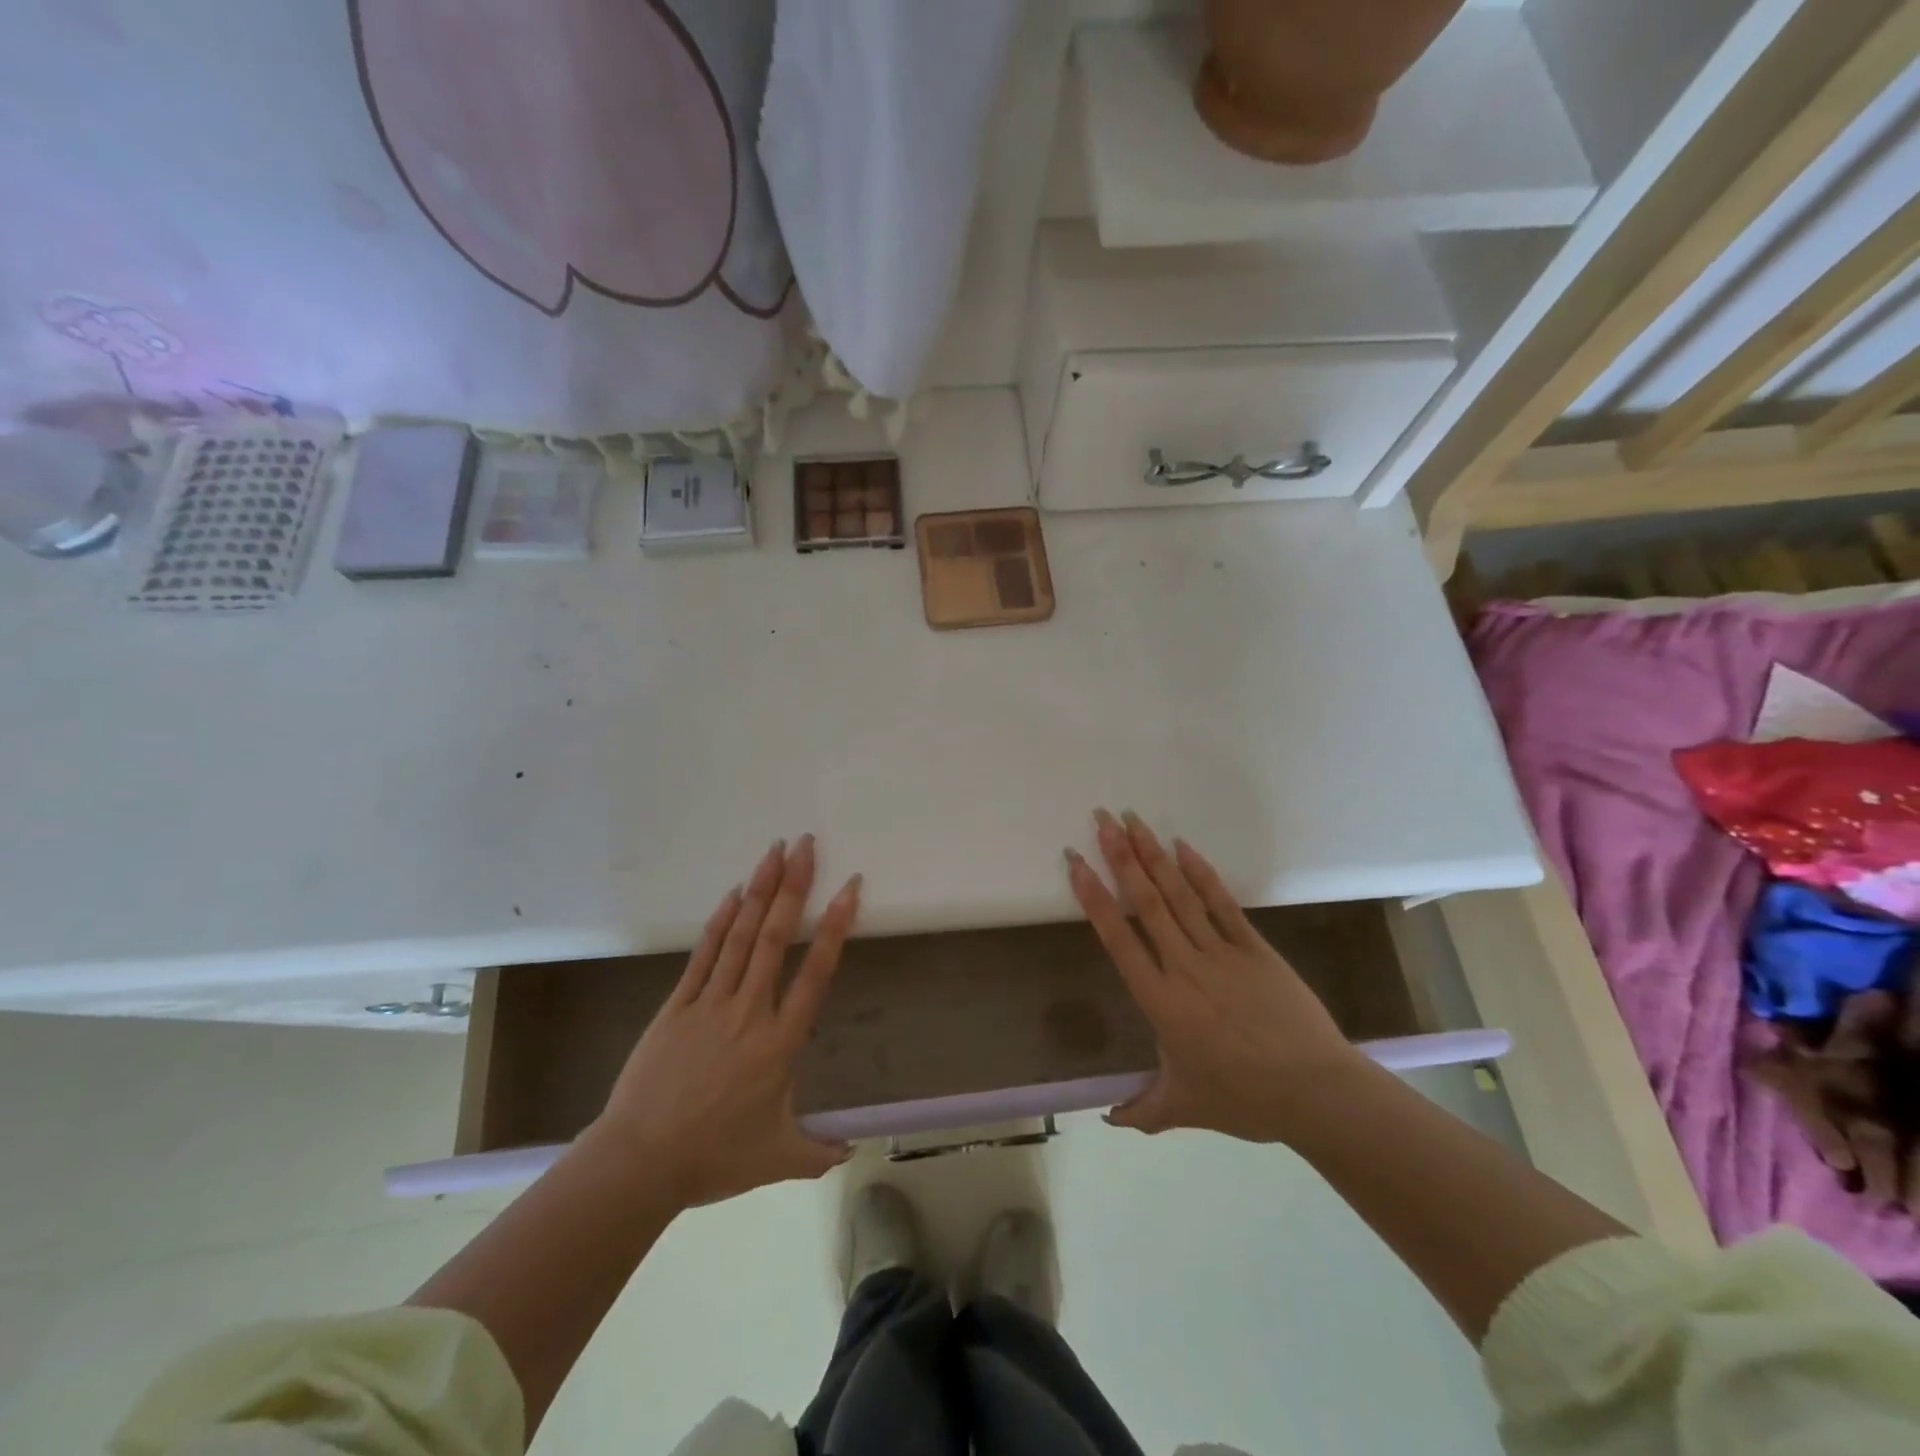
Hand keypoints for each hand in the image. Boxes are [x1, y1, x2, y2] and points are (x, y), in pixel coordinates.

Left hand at [587, 835, 860, 1207]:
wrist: (638, 1163)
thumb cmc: (713, 1158)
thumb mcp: (777, 1159)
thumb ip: (818, 1152)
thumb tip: (849, 1153)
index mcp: (780, 1043)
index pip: (815, 974)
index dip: (834, 928)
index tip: (848, 889)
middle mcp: (749, 1012)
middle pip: (775, 939)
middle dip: (794, 888)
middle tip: (807, 845)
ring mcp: (710, 1004)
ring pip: (740, 936)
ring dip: (760, 891)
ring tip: (775, 852)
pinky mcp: (677, 1006)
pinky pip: (703, 955)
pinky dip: (720, 921)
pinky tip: (734, 892)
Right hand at [1067, 809, 1366, 1142]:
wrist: (1315, 1092)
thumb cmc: (1243, 1099)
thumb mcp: (1184, 1107)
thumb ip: (1143, 1110)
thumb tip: (1111, 1121)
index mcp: (1160, 1000)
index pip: (1118, 938)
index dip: (1094, 897)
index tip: (1076, 863)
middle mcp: (1184, 966)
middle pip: (1145, 901)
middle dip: (1119, 856)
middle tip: (1101, 819)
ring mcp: (1221, 952)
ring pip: (1178, 894)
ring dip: (1153, 854)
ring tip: (1132, 820)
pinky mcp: (1254, 947)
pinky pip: (1221, 902)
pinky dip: (1200, 872)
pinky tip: (1182, 847)